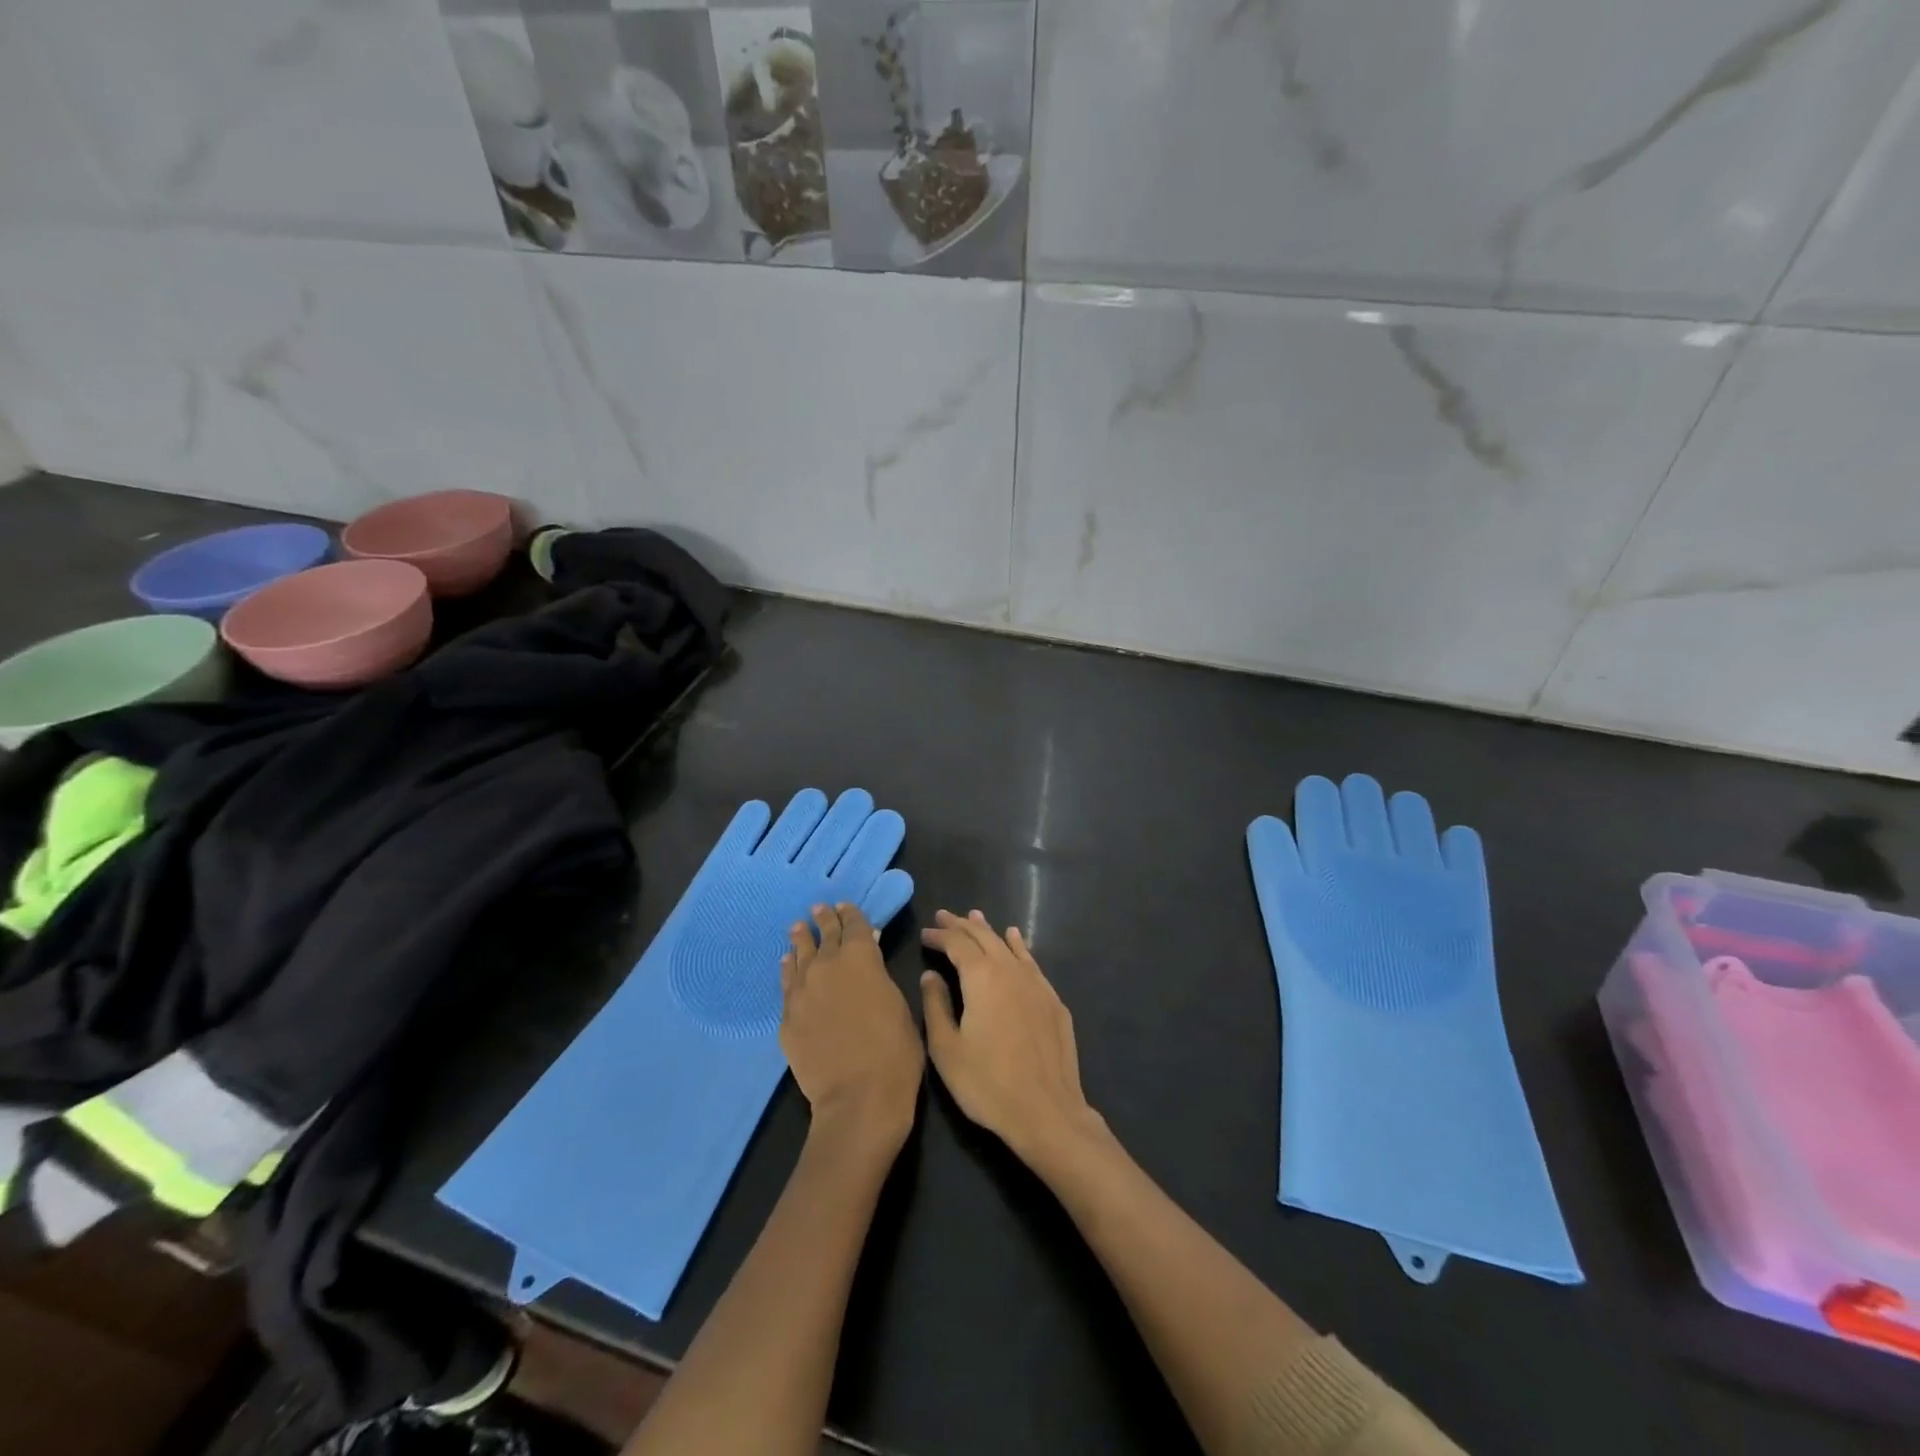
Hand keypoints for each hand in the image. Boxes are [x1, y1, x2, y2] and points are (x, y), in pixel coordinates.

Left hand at [781, 903, 922, 1151]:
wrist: (858, 1097)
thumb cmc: (895, 1051)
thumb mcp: (898, 1003)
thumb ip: (879, 977)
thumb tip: (868, 963)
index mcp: (861, 956)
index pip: (854, 925)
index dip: (850, 914)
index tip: (844, 905)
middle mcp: (827, 965)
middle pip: (824, 935)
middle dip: (823, 920)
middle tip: (818, 908)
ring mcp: (803, 991)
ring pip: (799, 955)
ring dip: (800, 940)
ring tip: (797, 928)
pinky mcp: (787, 1017)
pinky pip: (786, 983)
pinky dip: (788, 969)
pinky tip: (786, 964)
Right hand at [919, 910, 1102, 1166]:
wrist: (1046, 1111)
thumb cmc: (987, 1083)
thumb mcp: (947, 1049)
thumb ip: (936, 1006)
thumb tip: (931, 975)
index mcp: (982, 977)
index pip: (957, 944)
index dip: (939, 936)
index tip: (925, 934)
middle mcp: (1010, 970)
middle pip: (984, 937)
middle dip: (962, 925)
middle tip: (945, 916)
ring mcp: (1036, 983)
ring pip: (1008, 945)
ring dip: (989, 930)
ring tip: (976, 917)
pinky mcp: (1053, 1000)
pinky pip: (1030, 961)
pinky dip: (1018, 946)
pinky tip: (1015, 940)